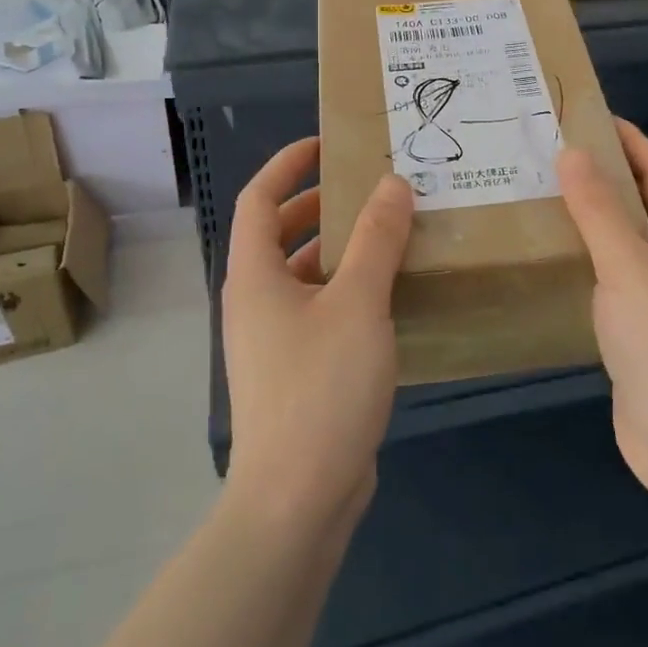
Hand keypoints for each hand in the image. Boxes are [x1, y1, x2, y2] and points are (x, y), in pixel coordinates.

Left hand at [220, 137, 412, 534]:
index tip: (325, 146)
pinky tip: (393, 296)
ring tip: (392, 236)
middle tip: (371, 190)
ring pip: (306, 276)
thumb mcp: (357, 304)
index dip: (286, 166)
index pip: (258, 199)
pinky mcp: (297, 372)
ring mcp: (275, 341)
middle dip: (321, 206)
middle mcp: (256, 302)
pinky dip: (350, 291)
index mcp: (255, 276)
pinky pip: (322, 311)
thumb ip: (377, 240)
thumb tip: (393, 184)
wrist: (296, 500)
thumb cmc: (320, 388)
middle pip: (281, 235)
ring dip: (342, 251)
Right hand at [557, 119, 647, 514]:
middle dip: (600, 176)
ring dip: (586, 220)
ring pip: (618, 244)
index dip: (629, 139)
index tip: (586, 116)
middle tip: (546, 154)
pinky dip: (579, 263)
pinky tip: (545, 260)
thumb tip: (573, 151)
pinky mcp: (634, 333)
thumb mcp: (629, 267)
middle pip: (637, 204)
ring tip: (535, 197)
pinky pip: (604, 282)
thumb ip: (599, 210)